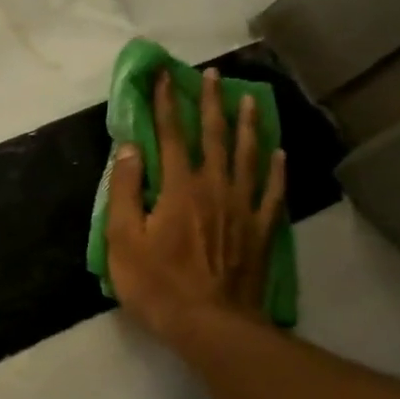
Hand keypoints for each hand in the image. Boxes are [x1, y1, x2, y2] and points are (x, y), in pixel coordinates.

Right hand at [107, 65, 286, 346]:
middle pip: (213, 136)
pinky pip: (272, 191)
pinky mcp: (260, 229)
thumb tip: (130, 148)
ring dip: (247, 125)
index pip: (169, 136)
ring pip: (248, 156)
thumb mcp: (122, 238)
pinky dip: (275, 169)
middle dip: (209, 103)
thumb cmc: (156, 283)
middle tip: (212, 75)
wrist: (209, 323)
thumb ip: (124, 190)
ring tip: (250, 99)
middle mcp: (215, 187)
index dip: (165, 104)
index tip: (164, 76)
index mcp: (178, 188)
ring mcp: (243, 207)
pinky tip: (277, 153)